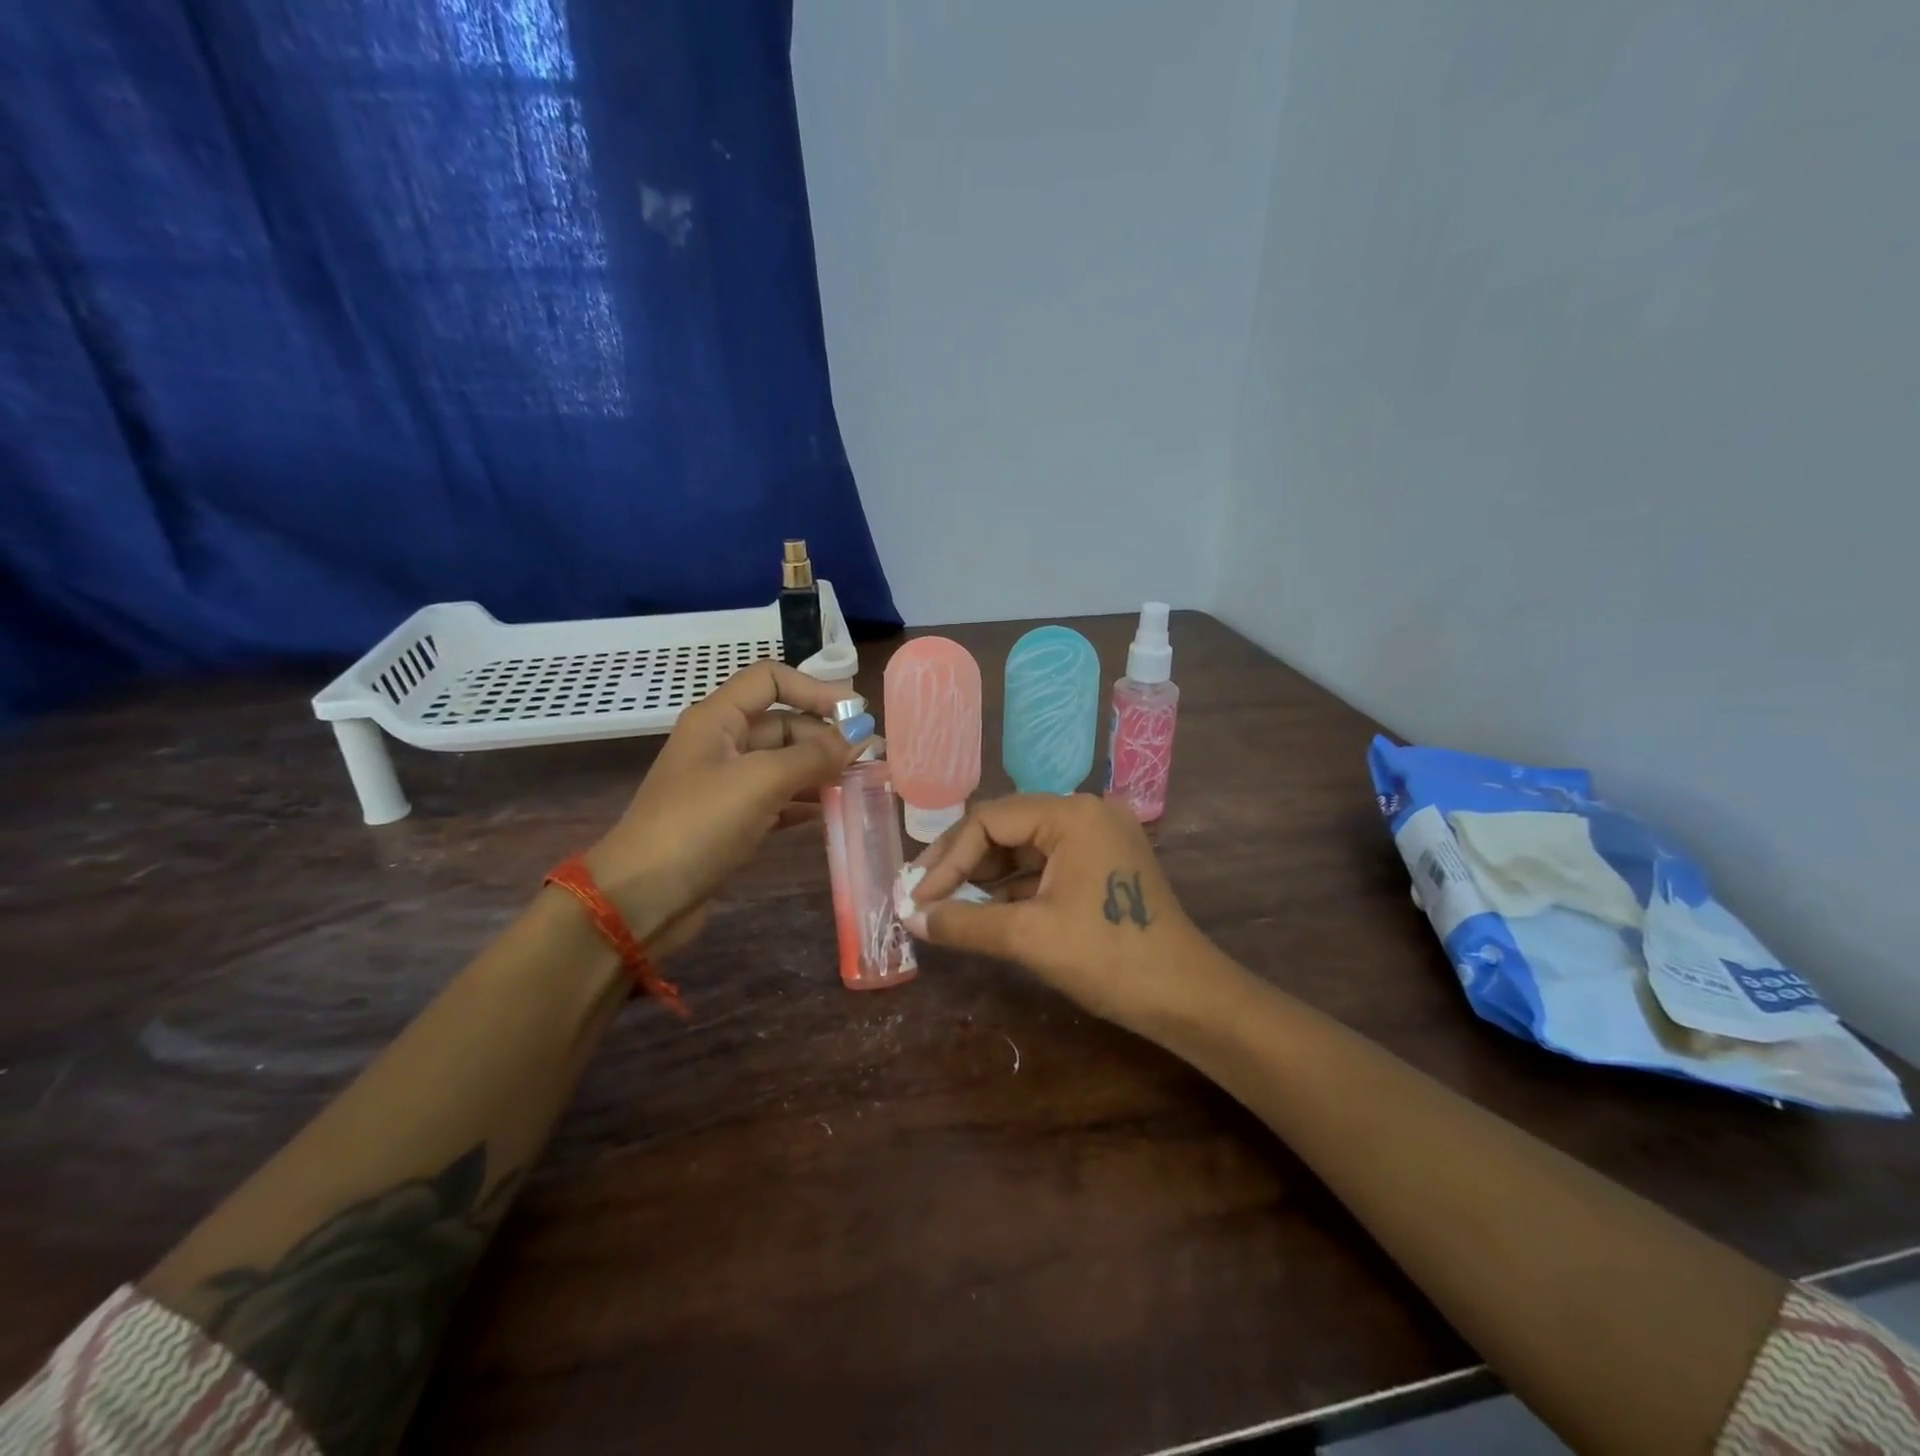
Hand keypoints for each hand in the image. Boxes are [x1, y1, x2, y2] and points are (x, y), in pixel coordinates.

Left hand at [583, 661, 871, 952]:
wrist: (641, 898)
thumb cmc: (698, 825)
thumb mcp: (760, 781)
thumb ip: (814, 756)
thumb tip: (861, 738)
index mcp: (718, 718)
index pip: (771, 679)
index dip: (815, 689)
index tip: (856, 713)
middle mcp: (722, 744)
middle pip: (783, 723)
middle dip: (825, 736)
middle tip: (870, 758)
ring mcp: (726, 785)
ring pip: (784, 764)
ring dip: (820, 770)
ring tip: (860, 784)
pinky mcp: (731, 821)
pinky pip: (778, 799)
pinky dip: (804, 801)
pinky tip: (832, 812)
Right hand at [905, 793, 1212, 1035]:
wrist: (1186, 998)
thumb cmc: (1109, 958)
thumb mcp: (1028, 937)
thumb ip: (964, 922)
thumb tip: (911, 919)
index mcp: (1072, 814)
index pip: (990, 820)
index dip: (948, 858)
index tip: (917, 896)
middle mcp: (1085, 813)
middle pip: (1005, 828)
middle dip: (960, 864)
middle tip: (921, 896)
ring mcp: (1096, 838)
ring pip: (1022, 849)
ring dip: (982, 878)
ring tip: (941, 905)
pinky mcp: (1100, 864)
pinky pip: (1043, 867)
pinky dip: (1010, 888)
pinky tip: (979, 909)